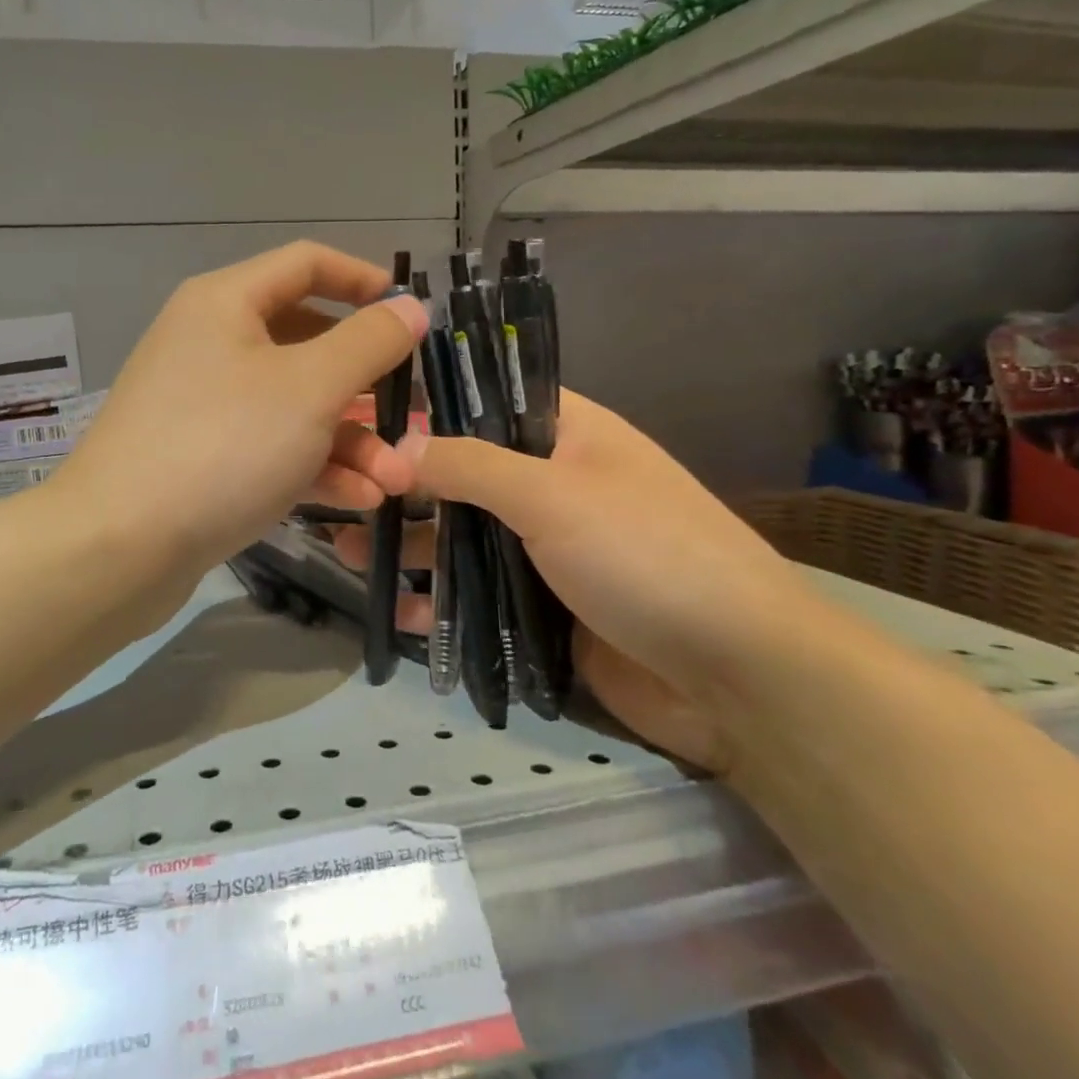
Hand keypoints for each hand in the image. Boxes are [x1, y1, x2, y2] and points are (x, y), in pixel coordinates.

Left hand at [52, 241, 430, 586]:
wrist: (118, 547)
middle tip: (410, 415)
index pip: (306, 264)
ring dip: (350, 440)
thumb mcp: (310, 388)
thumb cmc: (223, 446)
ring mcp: (204, 404)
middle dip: (366, 384)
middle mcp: (211, 343)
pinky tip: (358, 500)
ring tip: (395, 481)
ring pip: (294, 405)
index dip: (363, 280)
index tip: (408, 313)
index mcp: (226, 303)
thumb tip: (410, 306)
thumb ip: (369, 342)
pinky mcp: (203, 458)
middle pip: (307, 343)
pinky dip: (314, 466)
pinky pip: (270, 447)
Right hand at [333, 392, 850, 772]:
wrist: (739, 678)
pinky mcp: (542, 605)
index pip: (484, 400)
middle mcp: (553, 483)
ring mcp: (546, 548)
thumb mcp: (554, 495)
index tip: (361, 415)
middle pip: (462, 473)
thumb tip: (398, 445)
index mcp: (566, 434)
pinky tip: (391, 607)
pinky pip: (477, 593)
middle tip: (339, 492)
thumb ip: (469, 465)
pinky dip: (437, 599)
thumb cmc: (648, 556)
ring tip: (344, 550)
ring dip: (409, 543)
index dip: (425, 405)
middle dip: (401, 484)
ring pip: (463, 535)